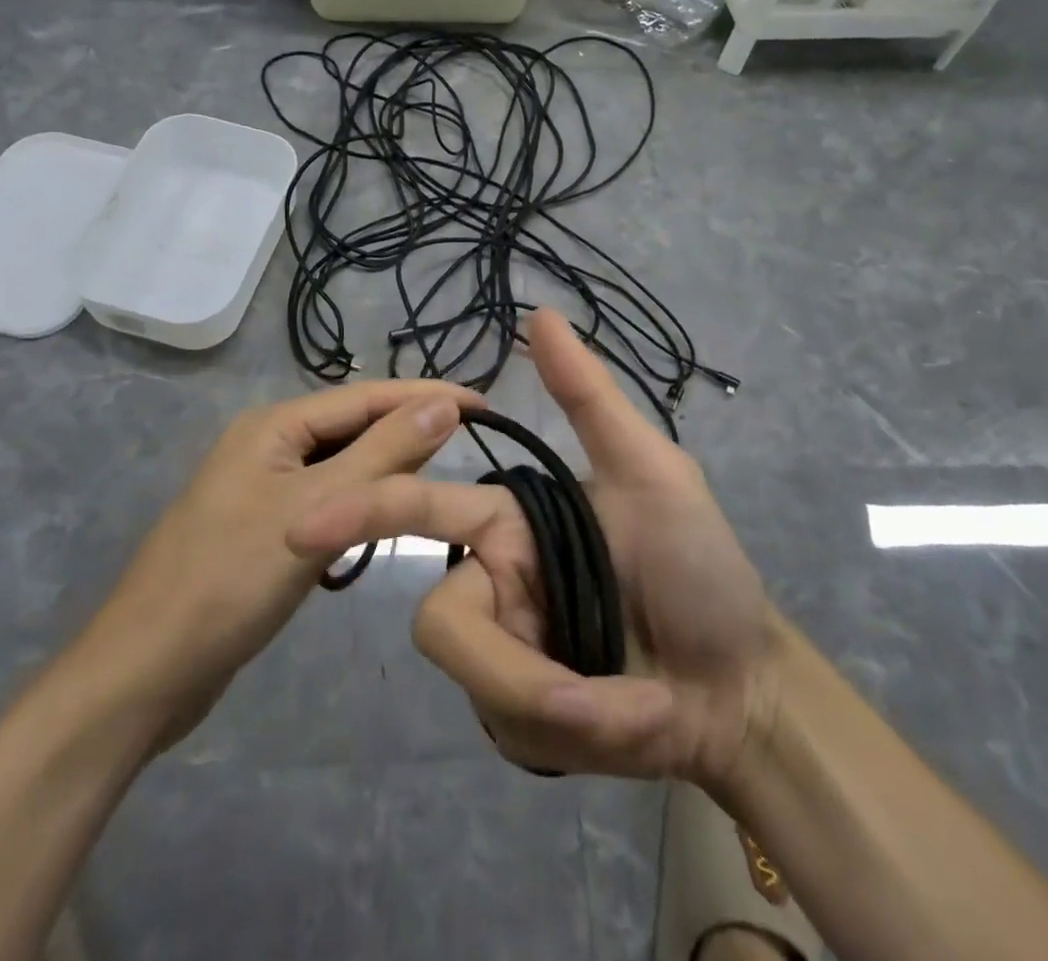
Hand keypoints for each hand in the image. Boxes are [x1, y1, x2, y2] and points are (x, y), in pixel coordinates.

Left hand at [74, 380, 481, 754]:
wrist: (144, 674)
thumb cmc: (229, 582)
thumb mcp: (316, 512)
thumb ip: (382, 455)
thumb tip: (442, 405)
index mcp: (274, 425)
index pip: (366, 397)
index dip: (426, 396)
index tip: (484, 403)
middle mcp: (268, 444)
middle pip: (353, 425)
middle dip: (408, 428)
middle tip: (472, 439)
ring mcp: (262, 487)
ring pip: (340, 464)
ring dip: (386, 466)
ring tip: (441, 471)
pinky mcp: (263, 527)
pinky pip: (326, 498)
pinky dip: (359, 502)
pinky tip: (385, 516)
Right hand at [288, 309, 781, 786]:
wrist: (742, 685)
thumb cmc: (701, 566)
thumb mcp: (652, 473)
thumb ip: (589, 399)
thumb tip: (540, 314)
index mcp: (509, 524)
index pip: (424, 508)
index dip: (365, 511)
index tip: (305, 522)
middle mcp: (492, 583)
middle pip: (446, 622)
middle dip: (519, 668)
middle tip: (596, 700)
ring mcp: (501, 656)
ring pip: (481, 683)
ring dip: (568, 706)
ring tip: (643, 707)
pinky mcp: (518, 721)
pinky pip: (515, 727)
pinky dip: (587, 732)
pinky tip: (637, 723)